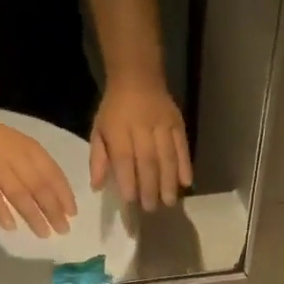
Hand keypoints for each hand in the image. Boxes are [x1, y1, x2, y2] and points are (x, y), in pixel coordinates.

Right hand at [0, 107, 77, 235]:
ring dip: (34, 216)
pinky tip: (11, 227)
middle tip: (63, 230)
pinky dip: (2, 212)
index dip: (64, 195)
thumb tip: (54, 197)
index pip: (52, 174)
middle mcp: (15, 159)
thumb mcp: (18, 146)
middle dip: (53, 210)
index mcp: (28, 149)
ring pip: (20, 195)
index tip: (72, 213)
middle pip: (39, 188)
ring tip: (44, 233)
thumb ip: (34, 167)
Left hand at [90, 74, 191, 210]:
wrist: (137, 76)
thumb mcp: (98, 130)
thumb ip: (98, 159)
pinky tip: (187, 183)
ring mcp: (162, 123)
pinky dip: (185, 165)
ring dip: (169, 181)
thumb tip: (96, 186)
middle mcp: (142, 126)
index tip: (131, 200)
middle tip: (151, 208)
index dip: (128, 180)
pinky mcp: (177, 122)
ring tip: (169, 201)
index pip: (124, 158)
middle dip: (150, 186)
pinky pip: (182, 146)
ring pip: (167, 155)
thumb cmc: (115, 110)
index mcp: (118, 128)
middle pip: (148, 160)